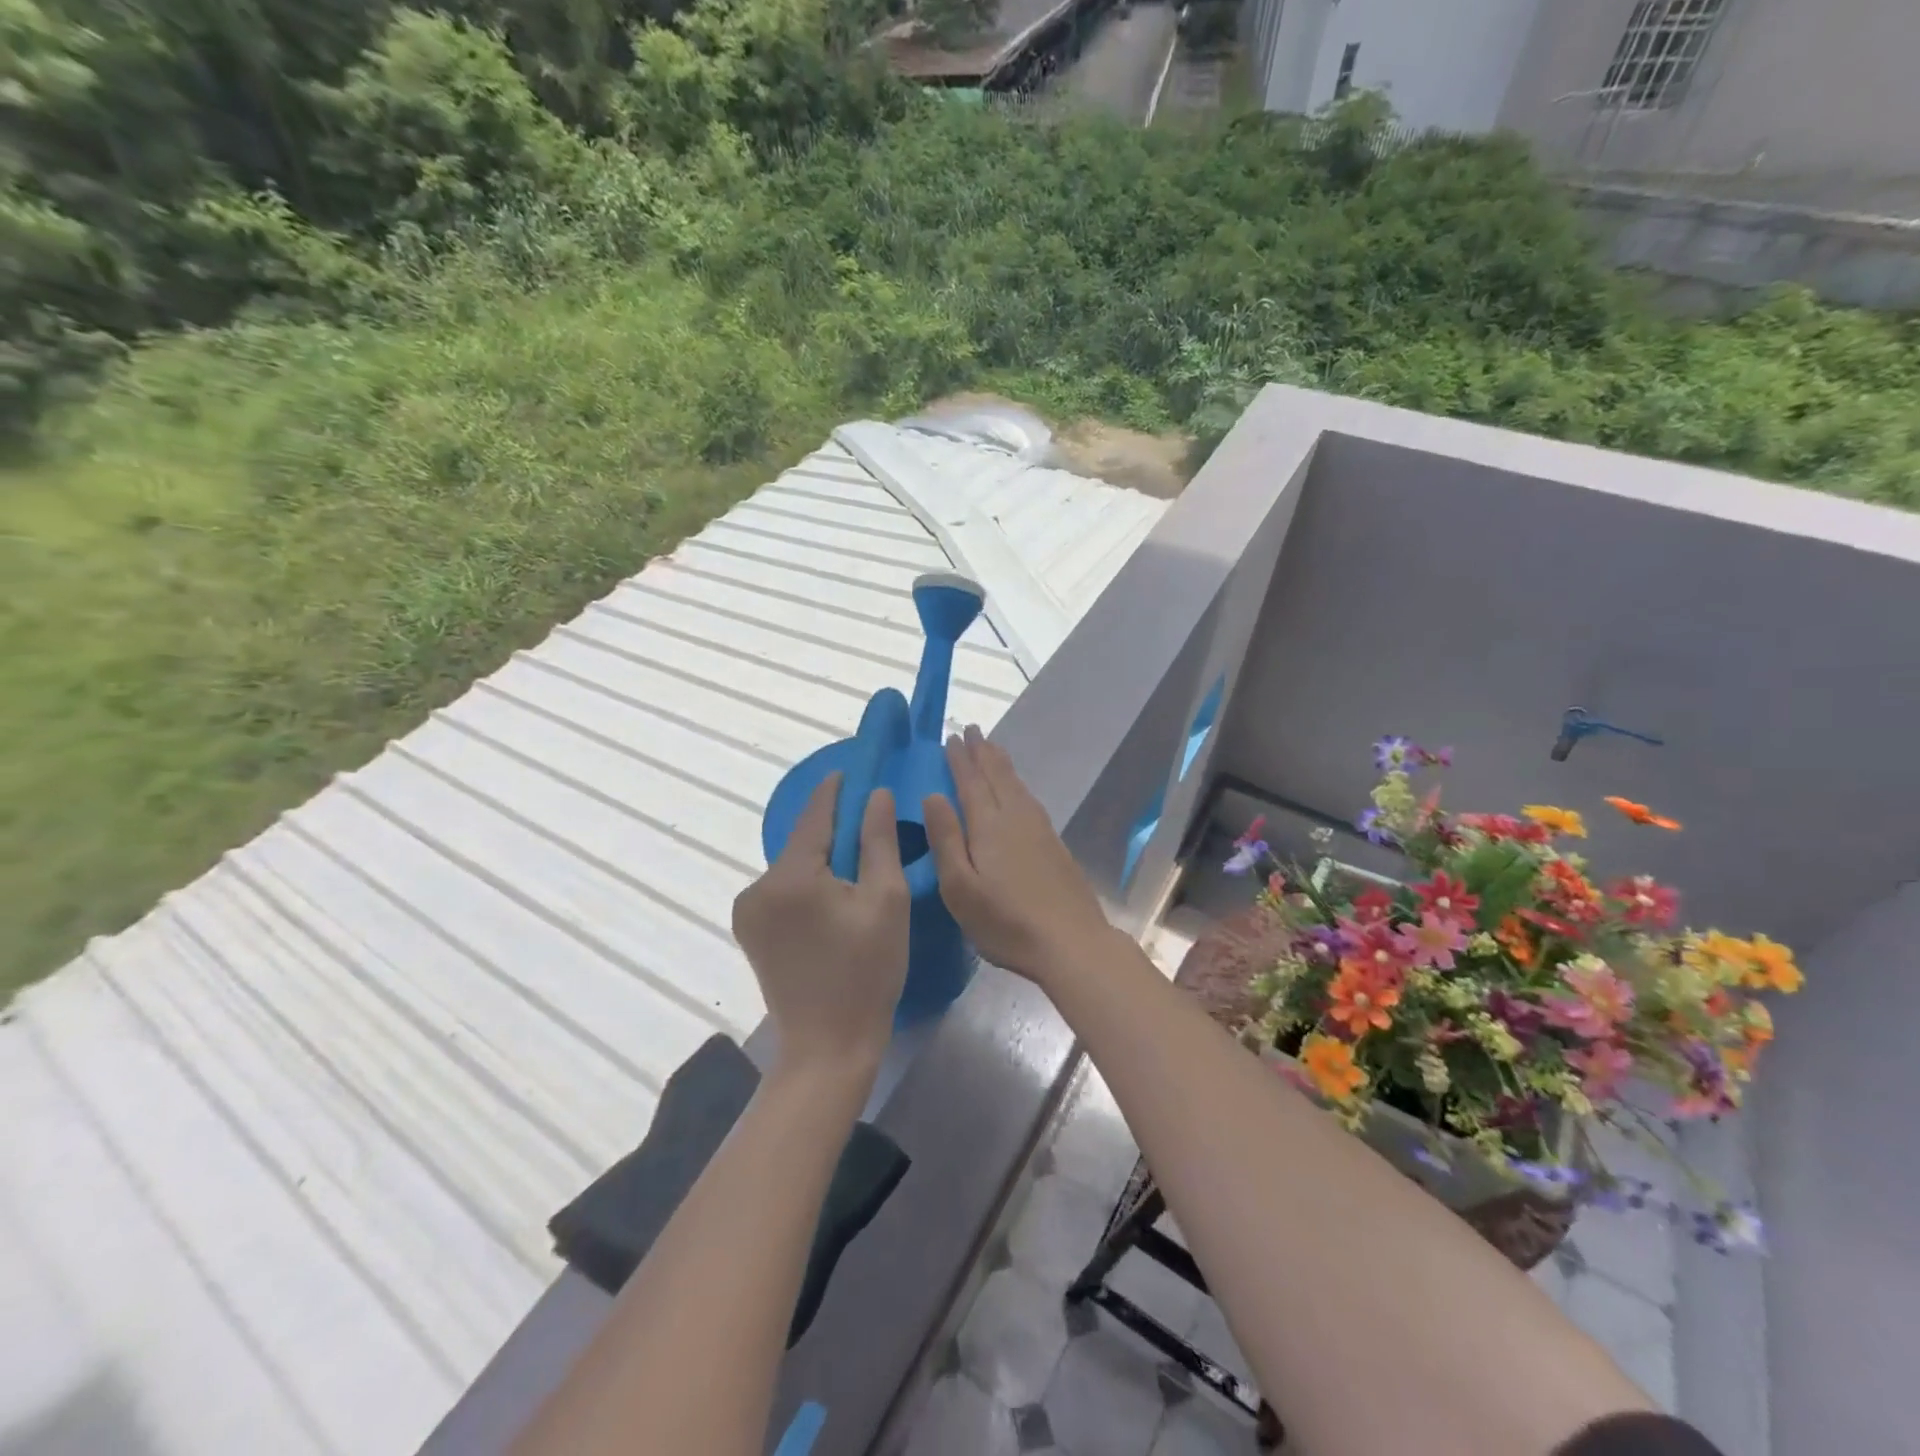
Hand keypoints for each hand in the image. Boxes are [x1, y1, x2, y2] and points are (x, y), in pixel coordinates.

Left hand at [732, 773, 908, 1074]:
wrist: (828, 1046)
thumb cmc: (867, 972)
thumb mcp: (885, 901)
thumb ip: (878, 840)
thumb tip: (874, 794)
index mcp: (790, 877)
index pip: (815, 815)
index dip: (836, 790)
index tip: (854, 769)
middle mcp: (757, 886)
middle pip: (803, 842)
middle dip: (834, 829)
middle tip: (869, 819)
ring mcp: (748, 910)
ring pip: (793, 866)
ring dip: (821, 858)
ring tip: (857, 862)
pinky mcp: (750, 930)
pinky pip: (783, 890)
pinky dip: (808, 883)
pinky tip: (834, 896)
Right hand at [922, 725, 1116, 988]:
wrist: (1071, 942)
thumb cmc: (1006, 921)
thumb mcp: (960, 887)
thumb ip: (946, 839)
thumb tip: (932, 795)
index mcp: (988, 826)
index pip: (970, 782)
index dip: (960, 759)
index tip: (951, 737)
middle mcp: (1015, 818)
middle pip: (997, 776)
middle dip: (982, 752)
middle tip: (972, 730)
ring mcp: (1039, 830)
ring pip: (1017, 785)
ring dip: (1002, 764)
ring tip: (992, 749)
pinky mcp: (1054, 845)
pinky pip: (1029, 799)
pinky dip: (1018, 785)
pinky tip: (1018, 792)